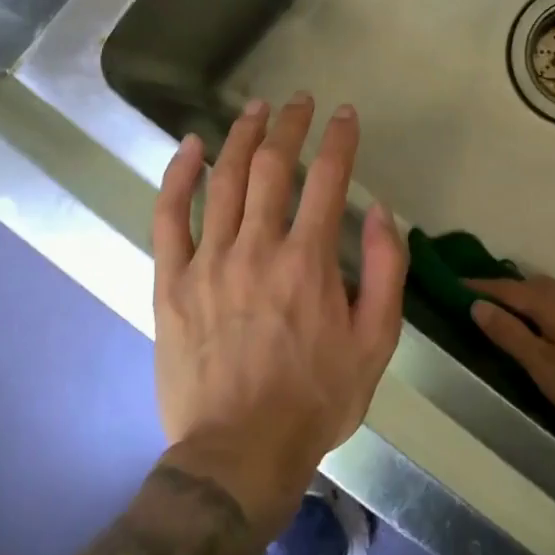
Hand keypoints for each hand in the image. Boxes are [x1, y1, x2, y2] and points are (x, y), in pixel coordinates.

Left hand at [152, 94, 407, 523]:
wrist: (239, 452)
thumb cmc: (316, 399)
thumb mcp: (376, 343)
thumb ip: (385, 272)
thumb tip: (381, 212)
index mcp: (309, 262)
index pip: (329, 179)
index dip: (340, 140)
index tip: (346, 115)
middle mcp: (257, 248)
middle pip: (272, 167)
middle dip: (289, 125)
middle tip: (299, 101)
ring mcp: (208, 262)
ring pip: (223, 180)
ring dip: (240, 137)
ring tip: (254, 108)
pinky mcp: (172, 283)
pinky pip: (169, 218)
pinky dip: (178, 176)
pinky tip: (189, 148)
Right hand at [467, 275, 554, 439]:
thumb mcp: (544, 366)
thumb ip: (511, 335)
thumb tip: (478, 305)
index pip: (511, 289)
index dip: (482, 286)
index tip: (455, 283)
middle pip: (533, 285)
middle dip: (505, 288)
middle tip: (479, 298)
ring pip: (551, 295)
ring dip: (526, 298)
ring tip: (506, 312)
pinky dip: (543, 309)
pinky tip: (542, 329)